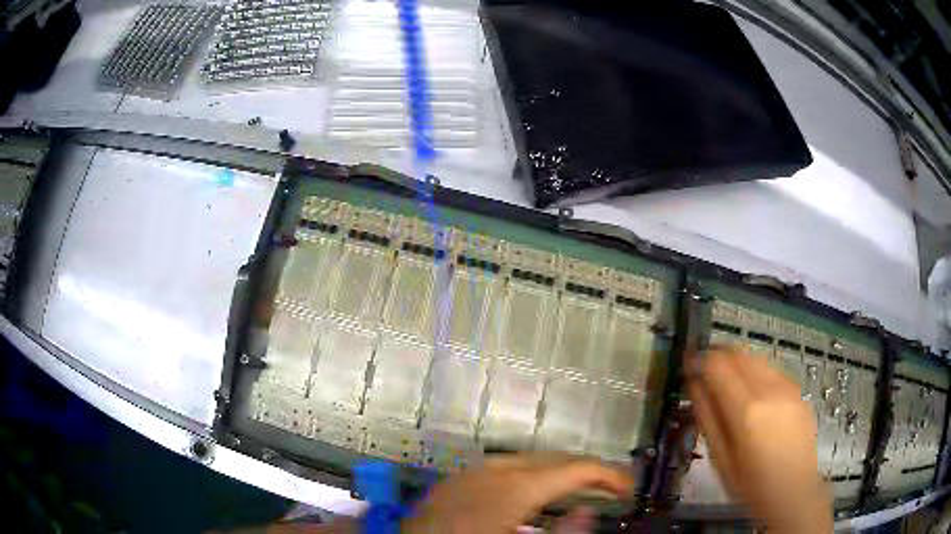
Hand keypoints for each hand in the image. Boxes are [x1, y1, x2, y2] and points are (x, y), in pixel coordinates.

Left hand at [401, 453, 632, 533]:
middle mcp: (493, 470)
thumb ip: (562, 531)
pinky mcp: (456, 480)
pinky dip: (530, 474)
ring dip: (559, 472)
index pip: (574, 468)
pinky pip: (503, 467)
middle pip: (554, 458)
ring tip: (581, 488)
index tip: (628, 488)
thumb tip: (589, 509)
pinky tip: (535, 491)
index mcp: (513, 487)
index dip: (608, 475)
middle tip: (612, 488)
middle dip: (587, 470)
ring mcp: (471, 471)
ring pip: (529, 459)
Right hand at [687, 348, 831, 532]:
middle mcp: (769, 390)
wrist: (793, 490)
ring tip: (729, 384)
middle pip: (739, 353)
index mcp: (746, 411)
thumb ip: (707, 417)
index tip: (690, 365)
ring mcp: (788, 387)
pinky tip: (754, 395)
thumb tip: (694, 384)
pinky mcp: (798, 390)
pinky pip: (772, 370)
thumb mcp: (720, 458)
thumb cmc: (750, 484)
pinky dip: (757, 373)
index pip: (718, 365)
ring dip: (738, 363)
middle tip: (707, 374)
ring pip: (756, 358)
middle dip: (719, 357)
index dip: (700, 360)